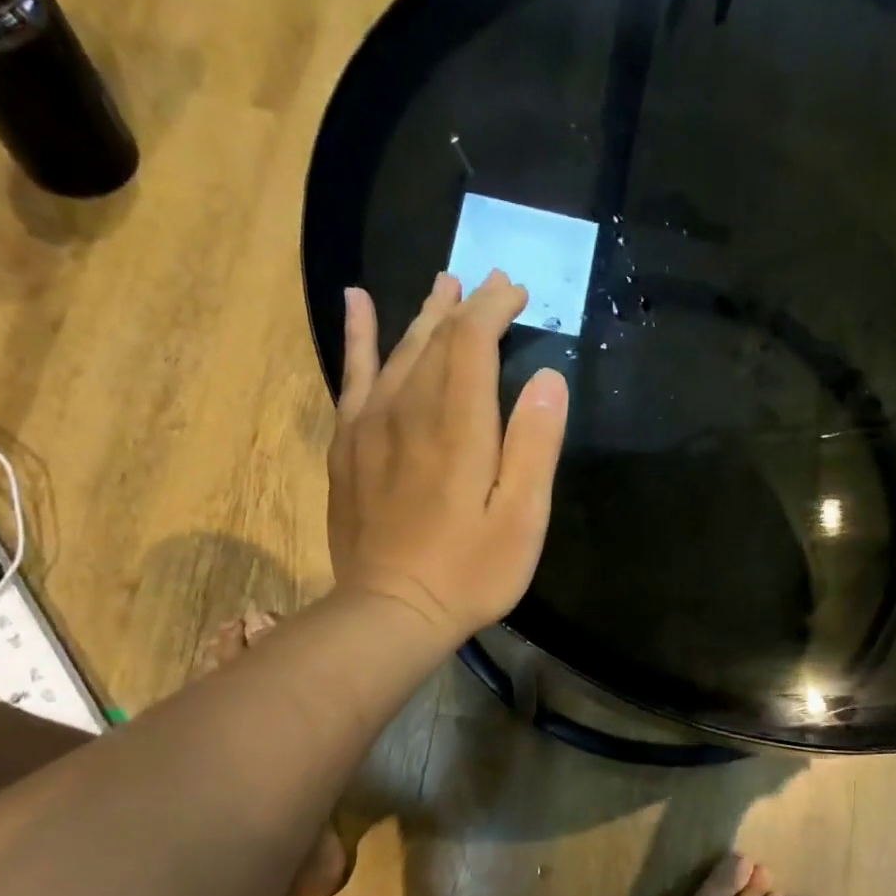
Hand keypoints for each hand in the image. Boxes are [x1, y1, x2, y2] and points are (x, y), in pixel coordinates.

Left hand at [326, 271, 569, 641]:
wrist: (390, 611)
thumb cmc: (469, 571)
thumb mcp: (522, 519)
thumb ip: (535, 446)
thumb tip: (547, 378)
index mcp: (458, 425)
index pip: (472, 341)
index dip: (495, 309)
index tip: (518, 292)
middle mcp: (409, 410)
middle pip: (435, 338)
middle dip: (467, 306)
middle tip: (493, 284)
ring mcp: (371, 425)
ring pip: (398, 350)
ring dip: (424, 314)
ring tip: (444, 285)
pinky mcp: (348, 445)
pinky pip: (352, 375)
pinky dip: (359, 336)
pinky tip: (358, 303)